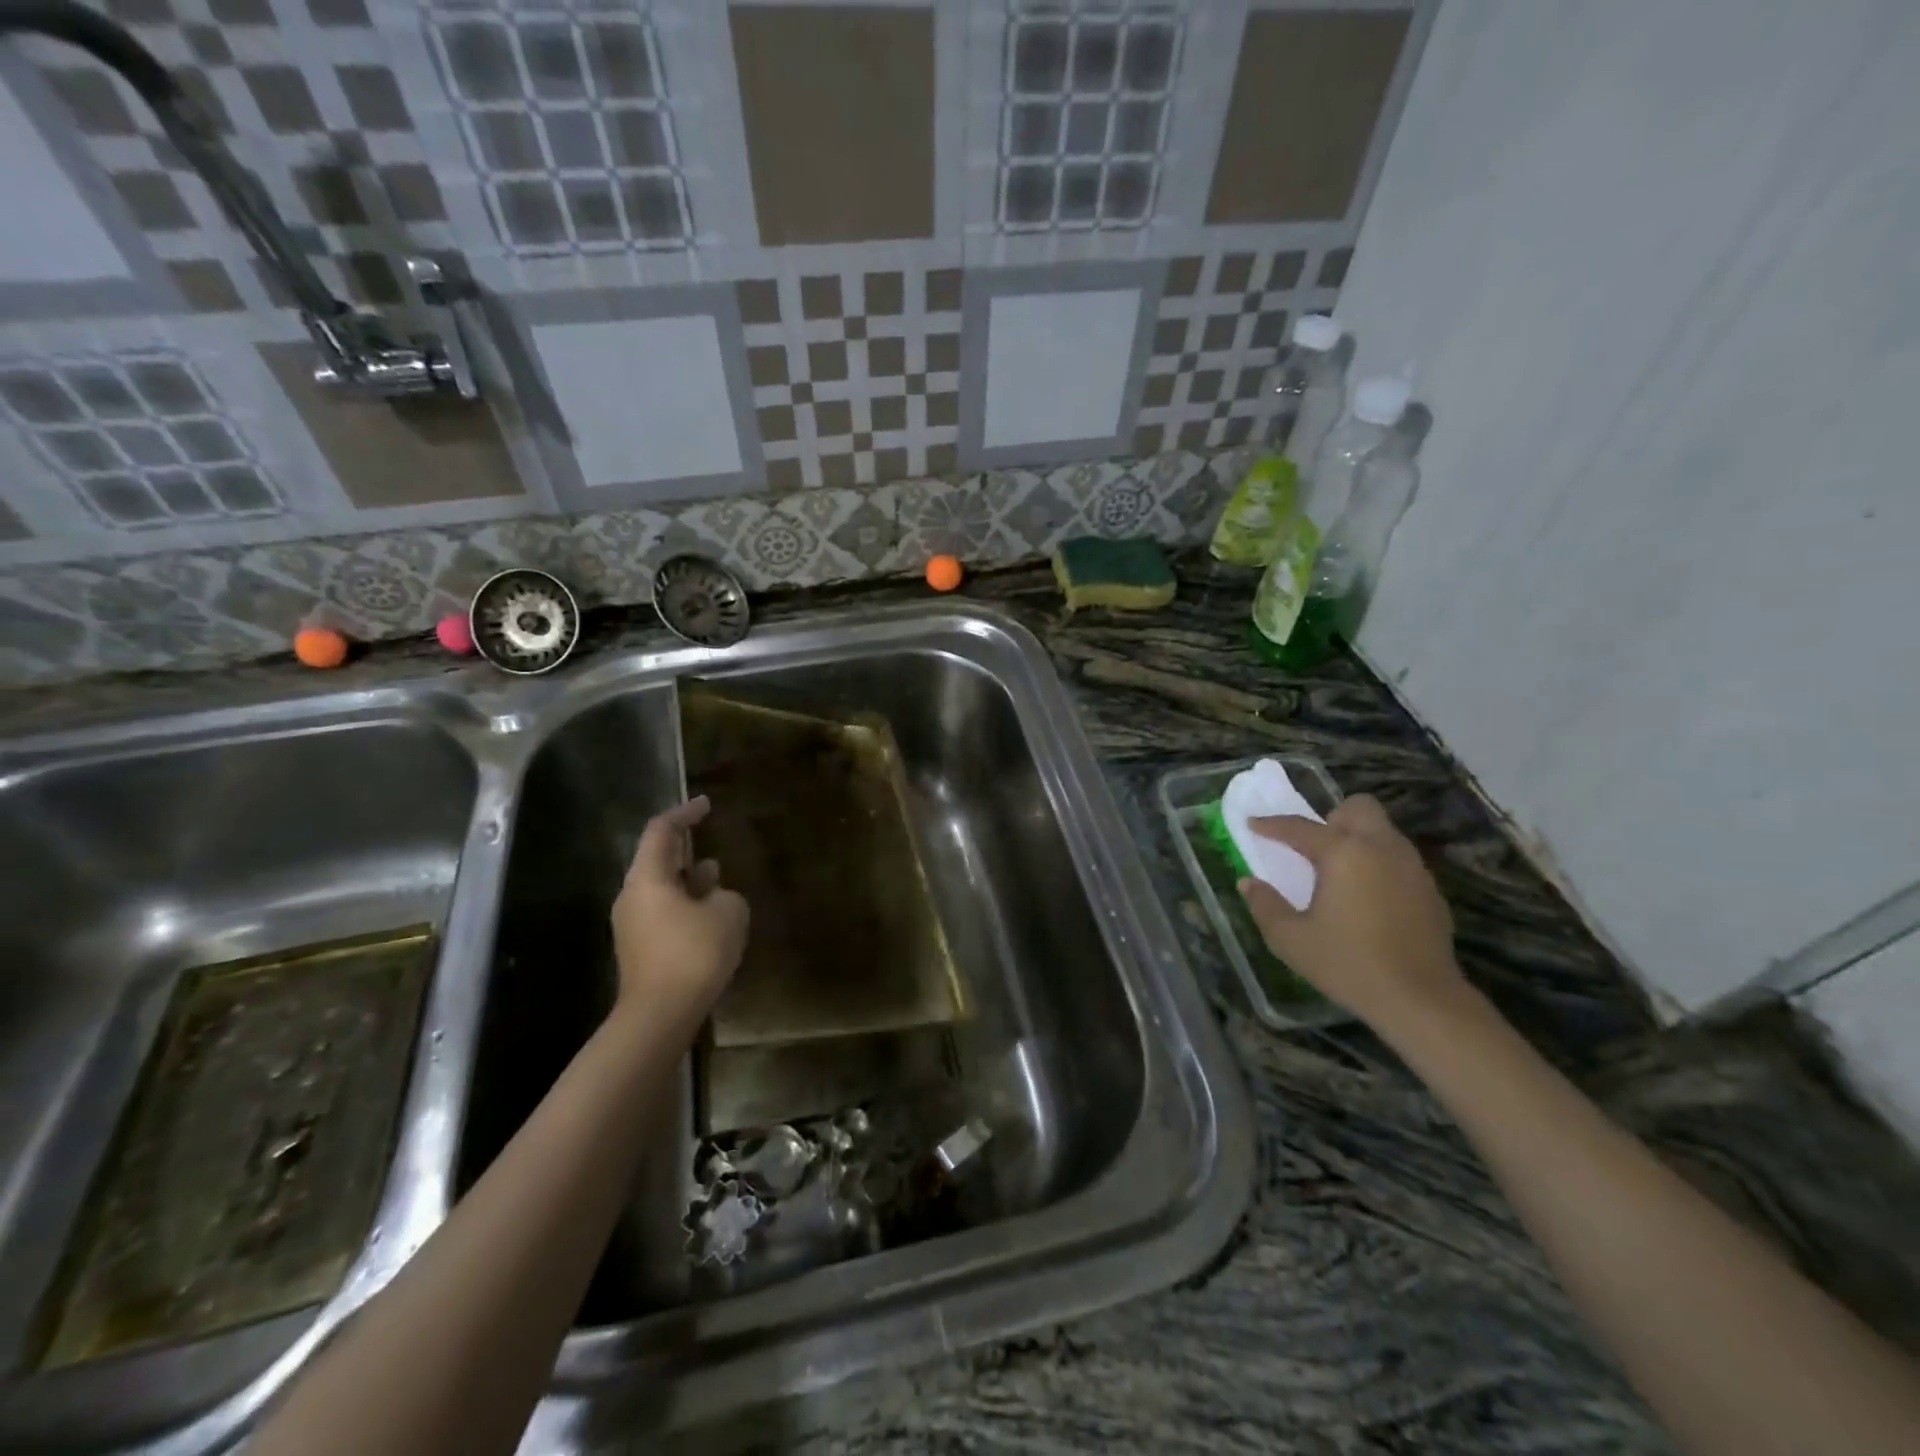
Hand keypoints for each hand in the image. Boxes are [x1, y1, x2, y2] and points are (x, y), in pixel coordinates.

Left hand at [611, 797, 747, 1026]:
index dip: (685, 813)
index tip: (706, 805)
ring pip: (661, 888)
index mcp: (648, 878)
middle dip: (685, 848)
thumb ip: (725, 894)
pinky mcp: (640, 950)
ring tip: (716, 877)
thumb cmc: (694, 953)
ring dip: (687, 879)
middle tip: (708, 838)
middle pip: (656, 859)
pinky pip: (663, 913)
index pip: (661, 831)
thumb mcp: (728, 913)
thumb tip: (714, 896)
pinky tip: (709, 916)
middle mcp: (632, 896)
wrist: (660, 1015)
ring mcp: (632, 925)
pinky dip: (685, 904)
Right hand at [1237, 793, 1466, 1036]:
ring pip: (1383, 832)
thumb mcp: (1291, 939)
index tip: (1253, 825)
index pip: (1299, 827)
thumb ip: (1265, 905)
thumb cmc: (1348, 963)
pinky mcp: (1430, 891)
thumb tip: (1249, 883)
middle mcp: (1380, 848)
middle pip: (1358, 808)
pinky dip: (1379, 866)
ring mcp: (1412, 867)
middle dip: (1333, 819)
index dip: (1271, 825)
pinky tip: (1368, 900)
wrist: (1421, 1000)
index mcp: (1343, 853)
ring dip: (1358, 840)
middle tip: (1315, 849)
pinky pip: (1399, 860)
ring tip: (1339, 875)